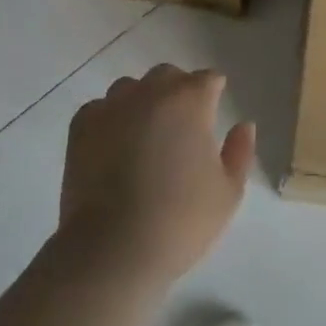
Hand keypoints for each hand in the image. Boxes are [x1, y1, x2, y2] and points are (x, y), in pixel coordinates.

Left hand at [58, 64, 255, 289]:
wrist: (113, 249)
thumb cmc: (180, 221)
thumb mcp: (228, 192)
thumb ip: (240, 151)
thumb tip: (244, 125)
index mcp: (190, 101)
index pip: (208, 79)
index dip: (213, 94)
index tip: (214, 113)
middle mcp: (150, 93)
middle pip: (168, 75)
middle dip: (178, 91)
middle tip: (181, 126)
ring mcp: (112, 107)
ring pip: (131, 88)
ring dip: (142, 101)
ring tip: (145, 135)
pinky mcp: (81, 127)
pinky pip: (100, 109)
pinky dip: (109, 119)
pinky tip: (113, 145)